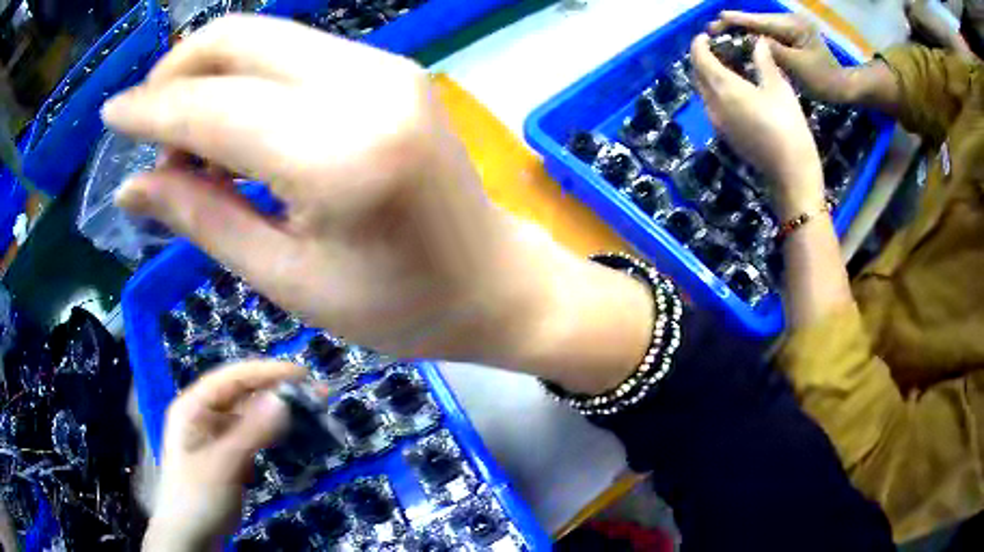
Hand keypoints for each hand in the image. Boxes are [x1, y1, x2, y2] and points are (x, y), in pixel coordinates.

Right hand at [102, 15, 567, 362]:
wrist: (493, 282)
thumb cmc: (402, 308)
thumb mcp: (289, 281)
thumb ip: (203, 217)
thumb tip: (133, 185)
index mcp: (341, 153)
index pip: (212, 106)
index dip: (149, 110)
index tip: (110, 117)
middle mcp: (366, 85)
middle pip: (239, 40)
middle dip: (175, 74)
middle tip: (146, 131)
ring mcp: (385, 67)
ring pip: (266, 38)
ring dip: (208, 76)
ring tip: (183, 143)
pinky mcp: (391, 69)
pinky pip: (295, 53)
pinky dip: (246, 78)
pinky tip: (230, 125)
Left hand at [144, 361, 302, 551]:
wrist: (190, 537)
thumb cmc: (198, 497)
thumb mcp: (223, 465)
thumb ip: (251, 432)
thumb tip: (283, 399)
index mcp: (193, 407)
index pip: (231, 378)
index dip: (265, 372)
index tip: (302, 374)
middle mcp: (203, 414)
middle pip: (242, 394)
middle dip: (276, 391)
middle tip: (315, 394)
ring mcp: (215, 435)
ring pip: (249, 415)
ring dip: (277, 413)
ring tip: (309, 412)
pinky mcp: (227, 455)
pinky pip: (251, 436)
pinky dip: (271, 434)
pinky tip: (289, 436)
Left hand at [690, 33, 823, 217]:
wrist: (790, 174)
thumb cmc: (788, 126)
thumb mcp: (779, 88)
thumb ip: (763, 61)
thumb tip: (757, 42)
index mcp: (724, 88)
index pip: (700, 59)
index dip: (699, 45)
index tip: (706, 36)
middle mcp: (713, 104)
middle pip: (697, 75)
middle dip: (701, 58)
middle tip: (715, 49)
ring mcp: (717, 123)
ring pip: (702, 92)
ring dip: (706, 76)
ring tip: (725, 66)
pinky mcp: (725, 136)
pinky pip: (711, 106)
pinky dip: (714, 92)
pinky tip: (732, 90)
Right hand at [708, 11, 849, 102]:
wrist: (843, 88)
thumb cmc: (824, 80)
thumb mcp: (798, 67)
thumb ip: (774, 50)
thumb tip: (750, 39)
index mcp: (793, 26)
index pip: (761, 21)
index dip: (739, 20)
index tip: (718, 19)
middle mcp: (790, 21)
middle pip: (759, 21)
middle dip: (737, 25)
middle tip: (713, 30)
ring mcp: (792, 28)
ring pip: (762, 27)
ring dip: (743, 31)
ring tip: (723, 34)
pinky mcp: (792, 36)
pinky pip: (769, 34)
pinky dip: (755, 38)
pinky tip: (742, 40)